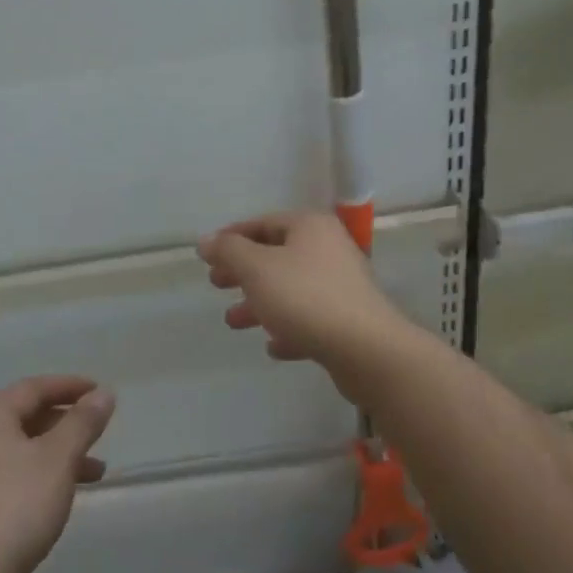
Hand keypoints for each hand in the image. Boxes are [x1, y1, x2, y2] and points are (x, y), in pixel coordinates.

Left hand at [0, 376, 115, 572]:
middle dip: (68, 421)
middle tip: (99, 429)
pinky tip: (66, 495)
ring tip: (98, 471)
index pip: (34, 387)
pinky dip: (48, 475)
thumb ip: (82, 423)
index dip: (69, 386)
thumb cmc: (17, 505)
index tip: (99, 392)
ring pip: (27, 448)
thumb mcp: (58, 458)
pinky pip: (20, 474)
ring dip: (62, 452)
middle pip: (29, 416)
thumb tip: (104, 394)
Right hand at [198, 212, 406, 395]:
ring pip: (291, 289)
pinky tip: (273, 347)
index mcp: (310, 227)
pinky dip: (288, 328)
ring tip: (233, 321)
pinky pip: (310, 319)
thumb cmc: (305, 298)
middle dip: (243, 272)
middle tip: (216, 284)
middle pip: (276, 255)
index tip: (207, 255)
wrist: (366, 349)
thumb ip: (228, 251)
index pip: (263, 223)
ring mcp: (342, 285)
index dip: (232, 237)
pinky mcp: (349, 320)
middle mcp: (329, 249)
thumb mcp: (256, 268)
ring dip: (260, 304)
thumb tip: (206, 240)